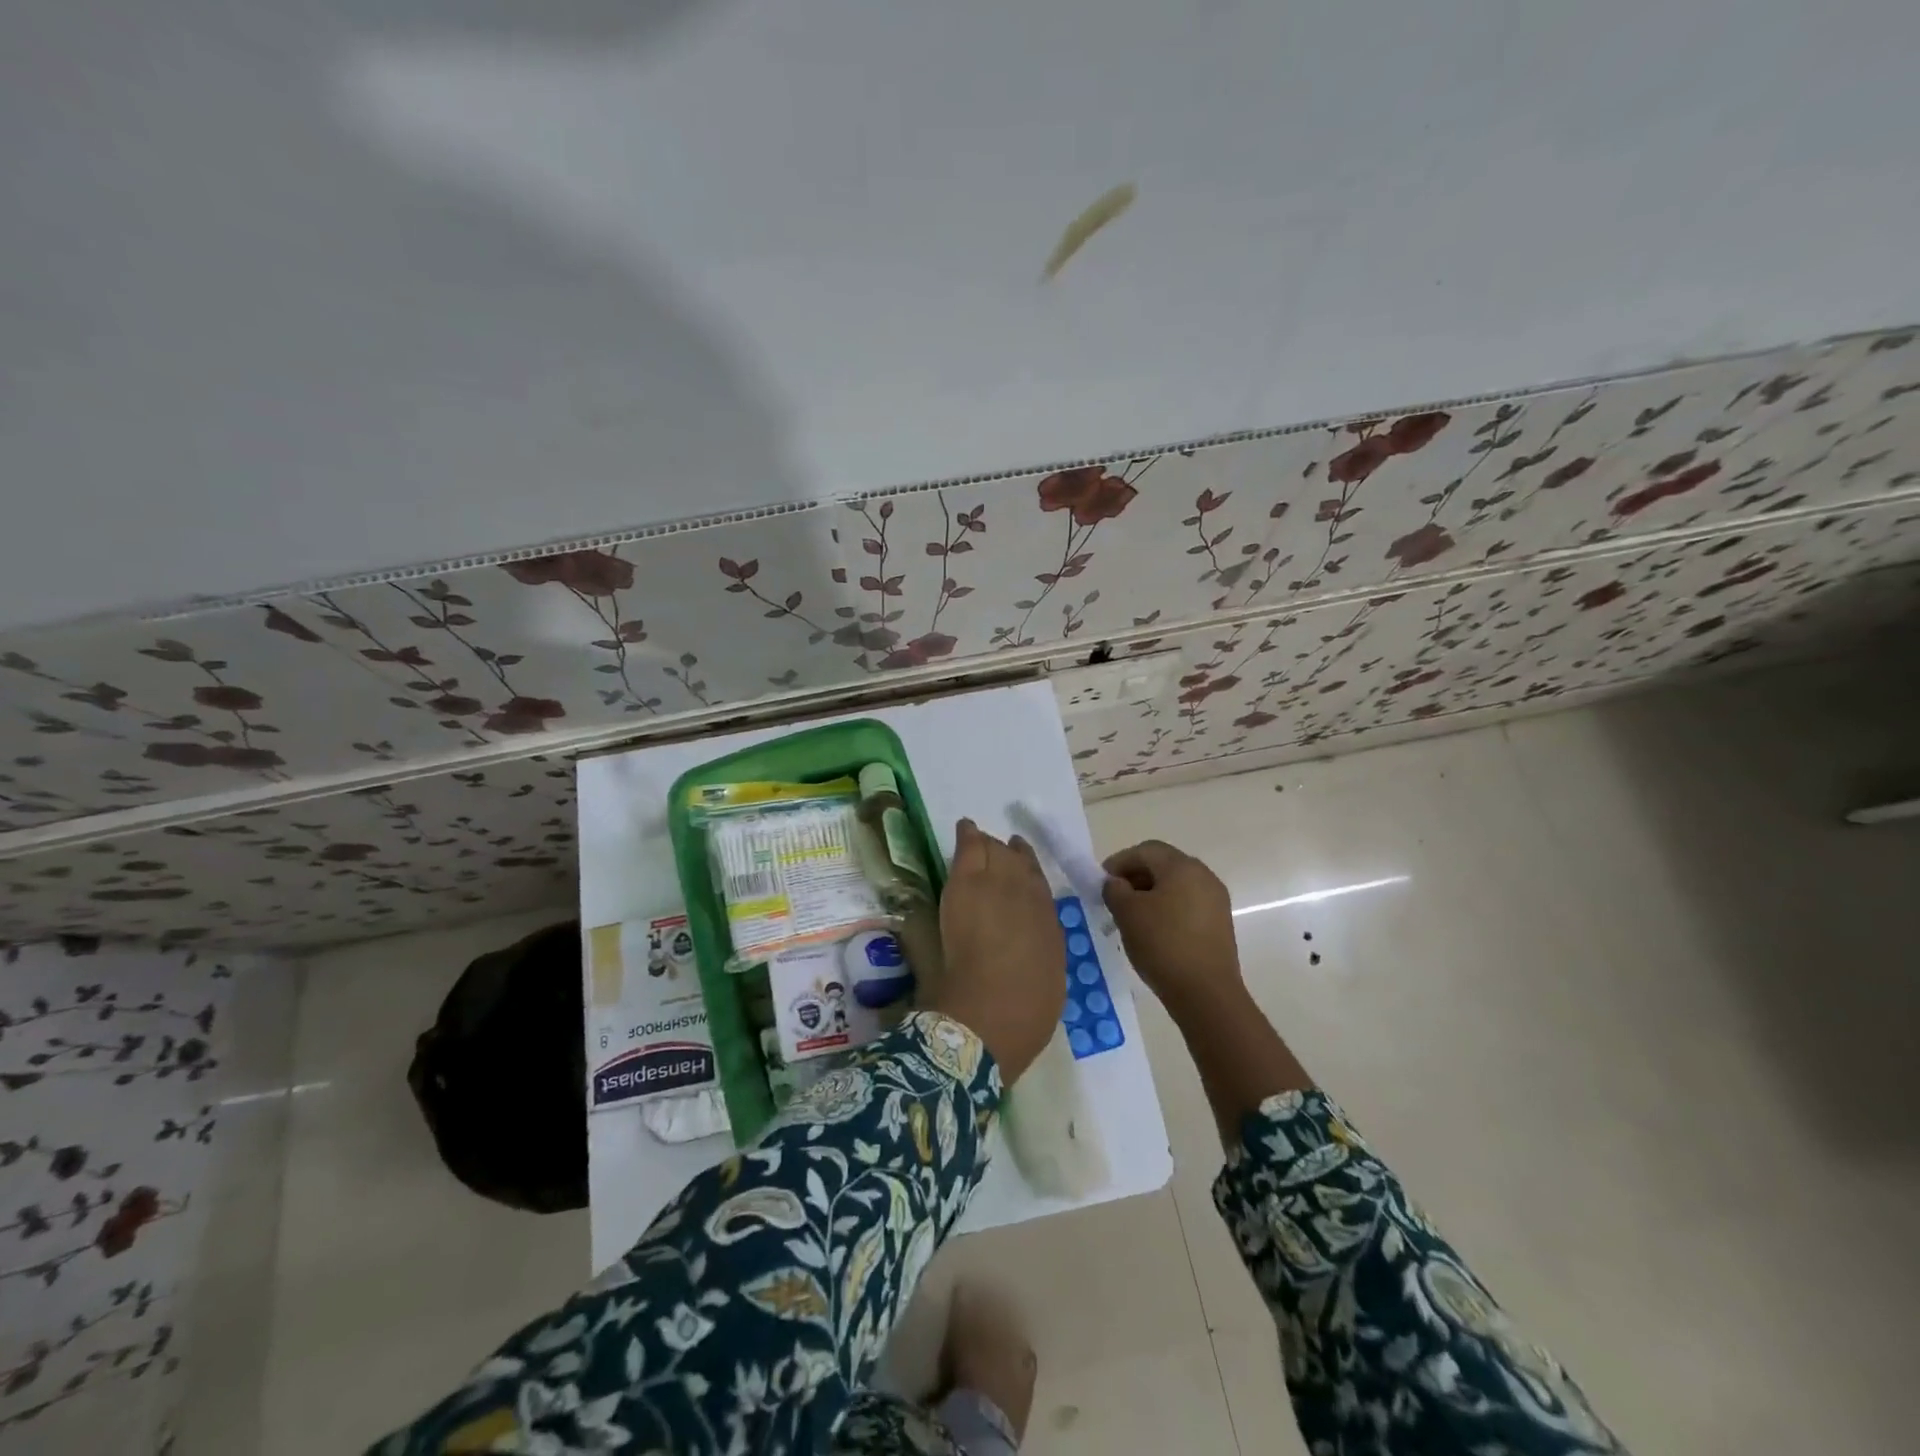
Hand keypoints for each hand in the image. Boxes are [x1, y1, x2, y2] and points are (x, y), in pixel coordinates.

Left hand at [928, 819, 1065, 1083]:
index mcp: (1048, 914)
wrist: (993, 1008)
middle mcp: (1027, 891)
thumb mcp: (1048, 968)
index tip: (1021, 866)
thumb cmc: (1026, 1005)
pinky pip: (968, 847)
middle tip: (996, 853)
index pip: (1038, 881)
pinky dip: (968, 835)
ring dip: (987, 847)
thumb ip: (1040, 940)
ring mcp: (996, 881)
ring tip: (979, 842)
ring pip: (994, 849)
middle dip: (1006, 856)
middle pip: (1016, 860)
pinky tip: (965, 826)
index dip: (1028, 871)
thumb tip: (1031, 932)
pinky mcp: (965, 882)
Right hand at [1102, 840, 1244, 1016]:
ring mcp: (1216, 900)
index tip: (1101, 882)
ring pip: (1175, 886)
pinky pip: (1187, 904)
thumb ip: (1114, 889)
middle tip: (1113, 898)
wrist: (1206, 994)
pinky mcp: (1219, 923)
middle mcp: (1204, 876)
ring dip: (1150, 894)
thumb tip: (1116, 884)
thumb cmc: (1163, 944)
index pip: (1145, 850)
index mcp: (1182, 866)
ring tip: (1130, 917)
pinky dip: (1167, 909)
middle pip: (1162, 865)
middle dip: (1134, 877)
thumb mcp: (1127, 913)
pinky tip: (1153, 931)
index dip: (1119, 862)